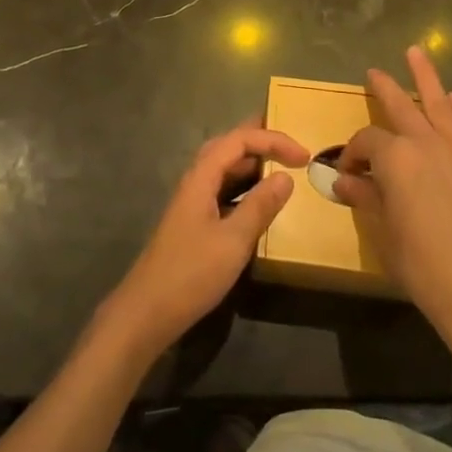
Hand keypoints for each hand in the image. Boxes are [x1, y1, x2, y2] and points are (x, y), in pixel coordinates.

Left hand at [99, 122, 308, 359]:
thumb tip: (285, 177)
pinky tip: (257, 203)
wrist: (148, 311)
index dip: (272, 140)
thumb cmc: (191, 273)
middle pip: (227, 147)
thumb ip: (260, 206)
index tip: (303, 156)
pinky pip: (222, 191)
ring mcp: (192, 203)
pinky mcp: (194, 223)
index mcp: (201, 177)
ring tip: (280, 167)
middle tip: (290, 146)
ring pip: (224, 169)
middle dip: (259, 141)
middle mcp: (195, 182)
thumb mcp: (233, 240)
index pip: (239, 140)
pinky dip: (244, 188)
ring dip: (251, 164)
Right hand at [336, 47, 451, 374]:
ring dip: (427, 78)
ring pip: (441, 104)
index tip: (346, 173)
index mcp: (395, 157)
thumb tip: (343, 182)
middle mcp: (427, 143)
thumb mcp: (383, 232)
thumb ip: (364, 199)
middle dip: (385, 87)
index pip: (367, 141)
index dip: (352, 153)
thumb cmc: (422, 264)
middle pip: (402, 105)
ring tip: (418, 53)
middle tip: (374, 71)